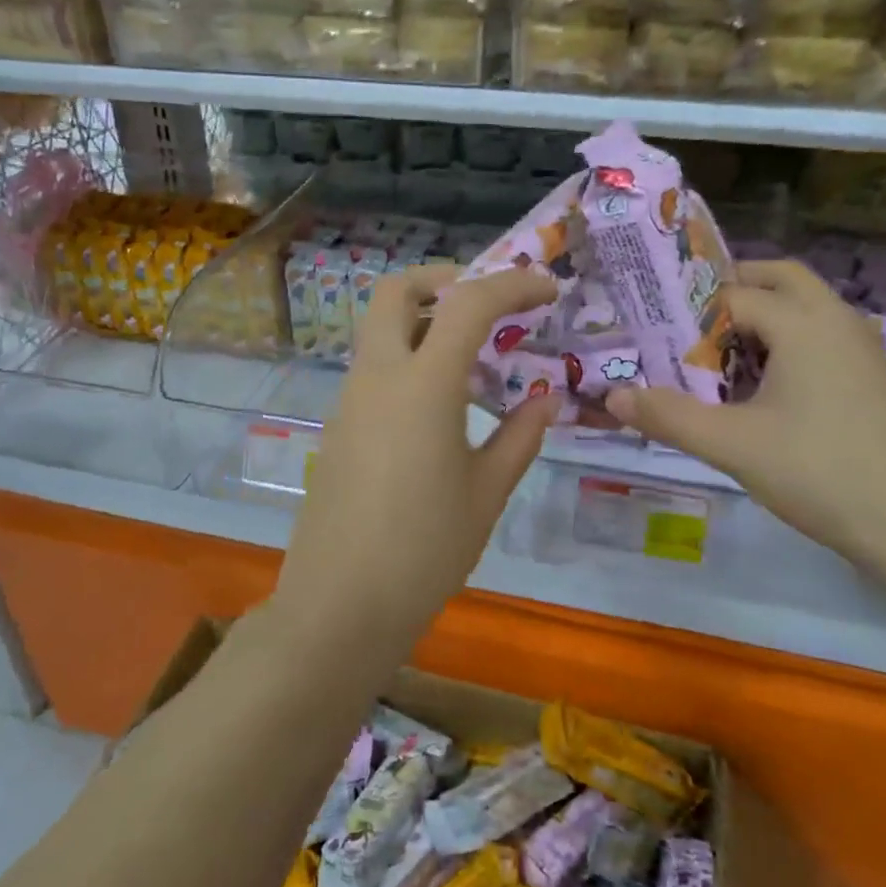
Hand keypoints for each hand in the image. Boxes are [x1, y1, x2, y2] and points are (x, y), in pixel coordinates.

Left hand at [276, 264, 560, 648]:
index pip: (468, 303)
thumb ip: (519, 438)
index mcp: (422, 384)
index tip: (547, 288)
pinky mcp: (338, 425)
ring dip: (427, 323)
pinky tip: (442, 407)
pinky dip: (410, 359)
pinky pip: (376, 368)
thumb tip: (545, 402)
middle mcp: (378, 376)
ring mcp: (350, 399)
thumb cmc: (424, 550)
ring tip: (477, 364)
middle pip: (396, 291)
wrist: (339, 606)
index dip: (512, 284)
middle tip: (488, 307)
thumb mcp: (486, 493)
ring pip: (382, 329)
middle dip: (445, 280)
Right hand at [605, 260, 885, 562]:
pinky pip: (824, 338)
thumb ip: (668, 416)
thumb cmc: (822, 474)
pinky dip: (789, 343)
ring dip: (763, 317)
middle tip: (691, 323)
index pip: (733, 294)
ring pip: (807, 308)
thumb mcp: (732, 445)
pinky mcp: (877, 380)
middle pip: (780, 278)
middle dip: (733, 290)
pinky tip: (766, 391)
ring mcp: (865, 351)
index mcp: (805, 323)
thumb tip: (613, 395)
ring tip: (720, 356)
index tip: (656, 336)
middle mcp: (839, 321)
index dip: (691, 312)